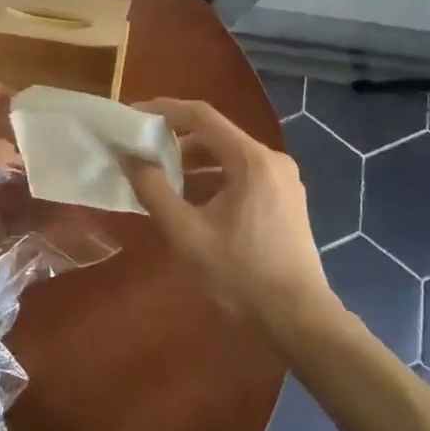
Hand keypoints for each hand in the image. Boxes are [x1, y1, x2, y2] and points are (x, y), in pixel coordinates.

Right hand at [120, 99, 332, 332]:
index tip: (134, 116)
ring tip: (162, 177)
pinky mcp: (286, 199)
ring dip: (195, 162)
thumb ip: (154, 191)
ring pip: (230, 156)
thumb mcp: (188, 234)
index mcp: (251, 159)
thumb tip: (130, 158)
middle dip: (177, 139)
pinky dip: (215, 178)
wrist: (299, 319)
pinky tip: (192, 201)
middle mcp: (271, 159)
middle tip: (143, 149)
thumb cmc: (241, 274)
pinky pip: (244, 174)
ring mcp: (283, 179)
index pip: (201, 116)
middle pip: (216, 134)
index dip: (164, 110)